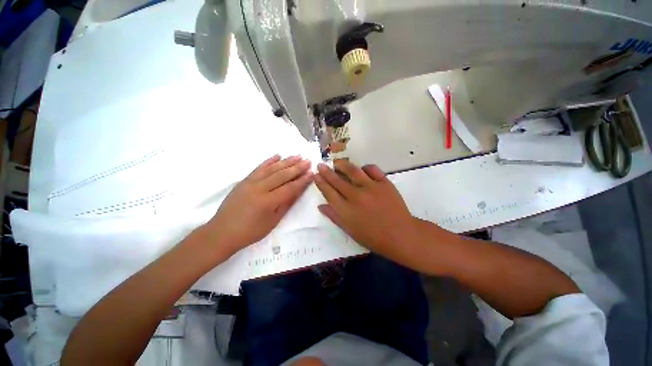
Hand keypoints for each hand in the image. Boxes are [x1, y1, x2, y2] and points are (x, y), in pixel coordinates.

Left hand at [204, 155, 312, 254]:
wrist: (222, 232)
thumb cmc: (250, 231)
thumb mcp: (273, 221)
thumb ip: (286, 204)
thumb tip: (298, 191)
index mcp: (268, 201)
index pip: (290, 187)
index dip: (302, 180)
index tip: (312, 173)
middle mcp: (260, 188)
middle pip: (282, 175)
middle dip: (297, 168)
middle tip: (308, 161)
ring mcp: (250, 182)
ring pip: (272, 169)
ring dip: (286, 161)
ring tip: (297, 156)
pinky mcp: (244, 180)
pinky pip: (258, 168)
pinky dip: (269, 161)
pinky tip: (277, 156)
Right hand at [314, 160, 419, 260]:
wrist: (400, 235)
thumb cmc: (373, 237)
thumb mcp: (350, 230)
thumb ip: (334, 217)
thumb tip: (321, 206)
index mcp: (346, 210)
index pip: (328, 192)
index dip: (321, 182)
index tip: (316, 174)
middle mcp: (355, 196)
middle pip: (337, 180)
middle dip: (326, 171)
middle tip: (321, 164)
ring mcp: (370, 187)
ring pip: (353, 171)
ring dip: (343, 165)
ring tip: (337, 162)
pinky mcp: (384, 183)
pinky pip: (372, 169)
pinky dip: (365, 167)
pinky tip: (362, 168)